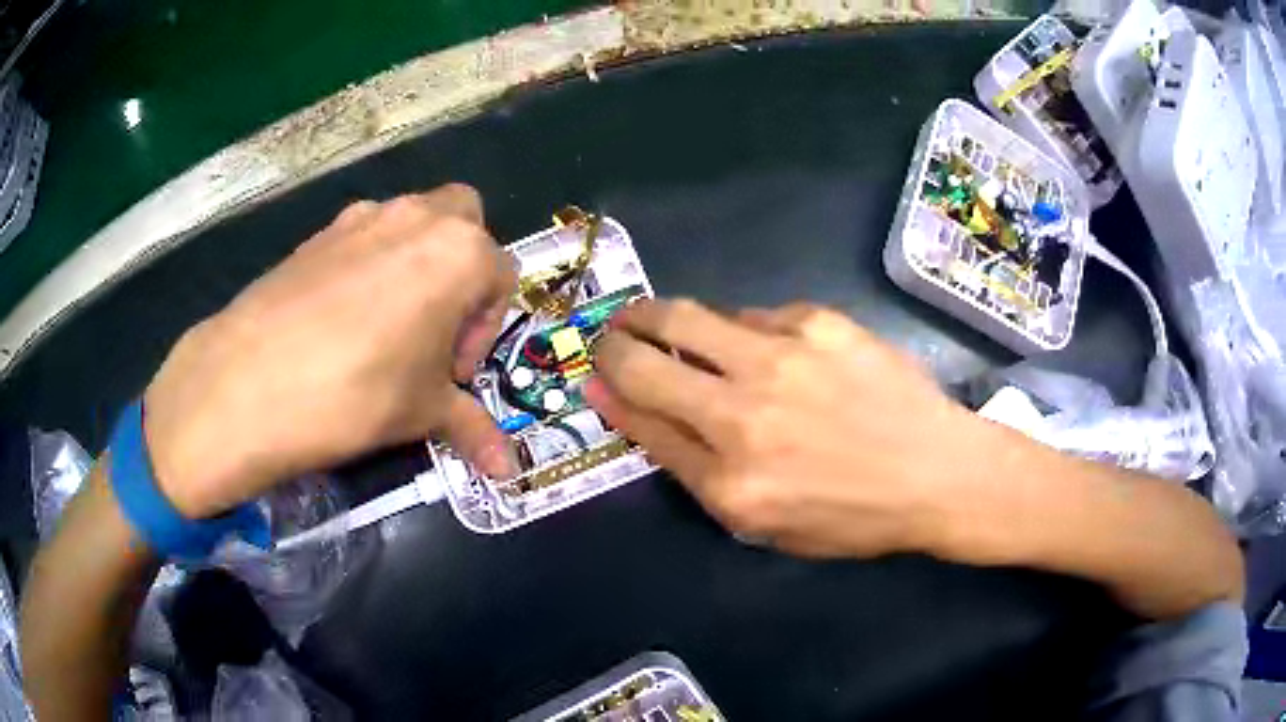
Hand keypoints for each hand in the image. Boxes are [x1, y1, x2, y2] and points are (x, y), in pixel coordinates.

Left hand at [143, 184, 516, 517]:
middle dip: (463, 266)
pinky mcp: (318, 232)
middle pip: (464, 218)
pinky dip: (369, 265)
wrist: (248, 382)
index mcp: (459, 252)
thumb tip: (508, 473)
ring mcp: (361, 217)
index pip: (501, 278)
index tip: (452, 373)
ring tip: (386, 326)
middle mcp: (416, 217)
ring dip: (416, 261)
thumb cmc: (355, 394)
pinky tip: (342, 321)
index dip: (484, 331)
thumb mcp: (421, 413)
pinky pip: (363, 237)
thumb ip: (473, 430)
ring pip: (411, 220)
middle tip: (435, 325)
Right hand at [586, 300, 1021, 560]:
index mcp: (729, 482)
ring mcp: (782, 359)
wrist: (937, 472)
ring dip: (655, 316)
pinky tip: (755, 343)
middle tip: (608, 336)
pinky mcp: (818, 322)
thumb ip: (698, 471)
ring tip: (650, 316)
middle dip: (612, 344)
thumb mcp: (766, 523)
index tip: (594, 377)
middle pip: (646, 364)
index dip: (609, 395)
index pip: (642, 424)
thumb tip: (638, 413)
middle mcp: (743, 415)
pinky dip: (738, 329)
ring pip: (686, 317)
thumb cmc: (852, 514)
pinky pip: (753, 316)